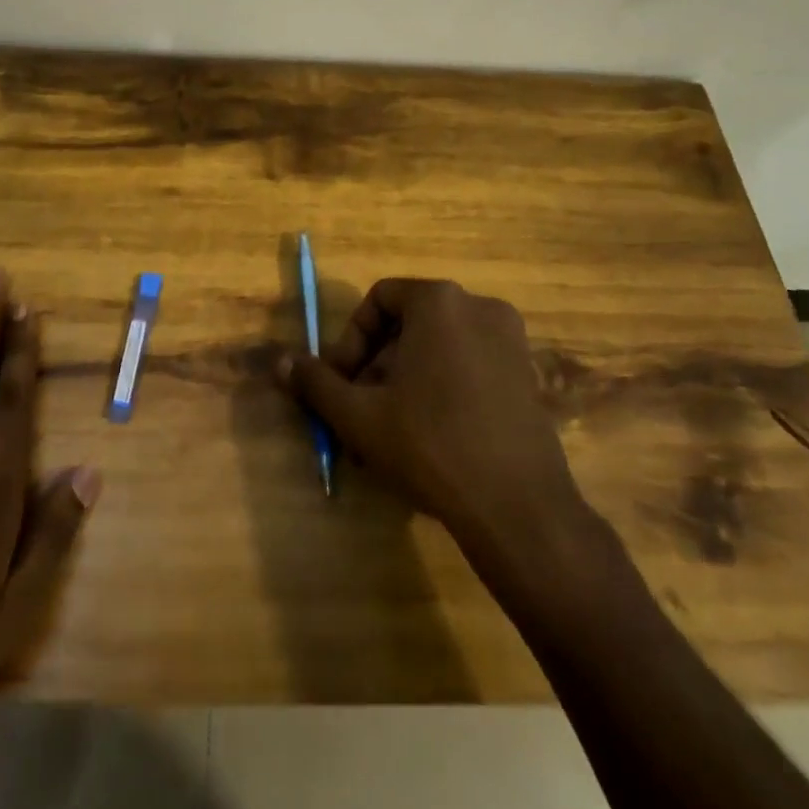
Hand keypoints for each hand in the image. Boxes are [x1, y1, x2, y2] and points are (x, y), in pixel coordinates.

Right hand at [281, 278, 587, 550]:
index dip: (350, 340)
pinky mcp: (527, 374)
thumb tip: (280, 362)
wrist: (519, 508)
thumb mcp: (360, 416)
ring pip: (438, 347)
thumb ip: (317, 383)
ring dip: (404, 380)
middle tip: (359, 412)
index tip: (339, 383)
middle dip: (376, 366)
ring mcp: (510, 340)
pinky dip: (441, 386)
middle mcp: (479, 306)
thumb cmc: (431, 446)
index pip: (379, 300)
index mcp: (439, 301)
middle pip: (409, 324)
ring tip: (389, 432)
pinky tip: (430, 437)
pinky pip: (469, 364)